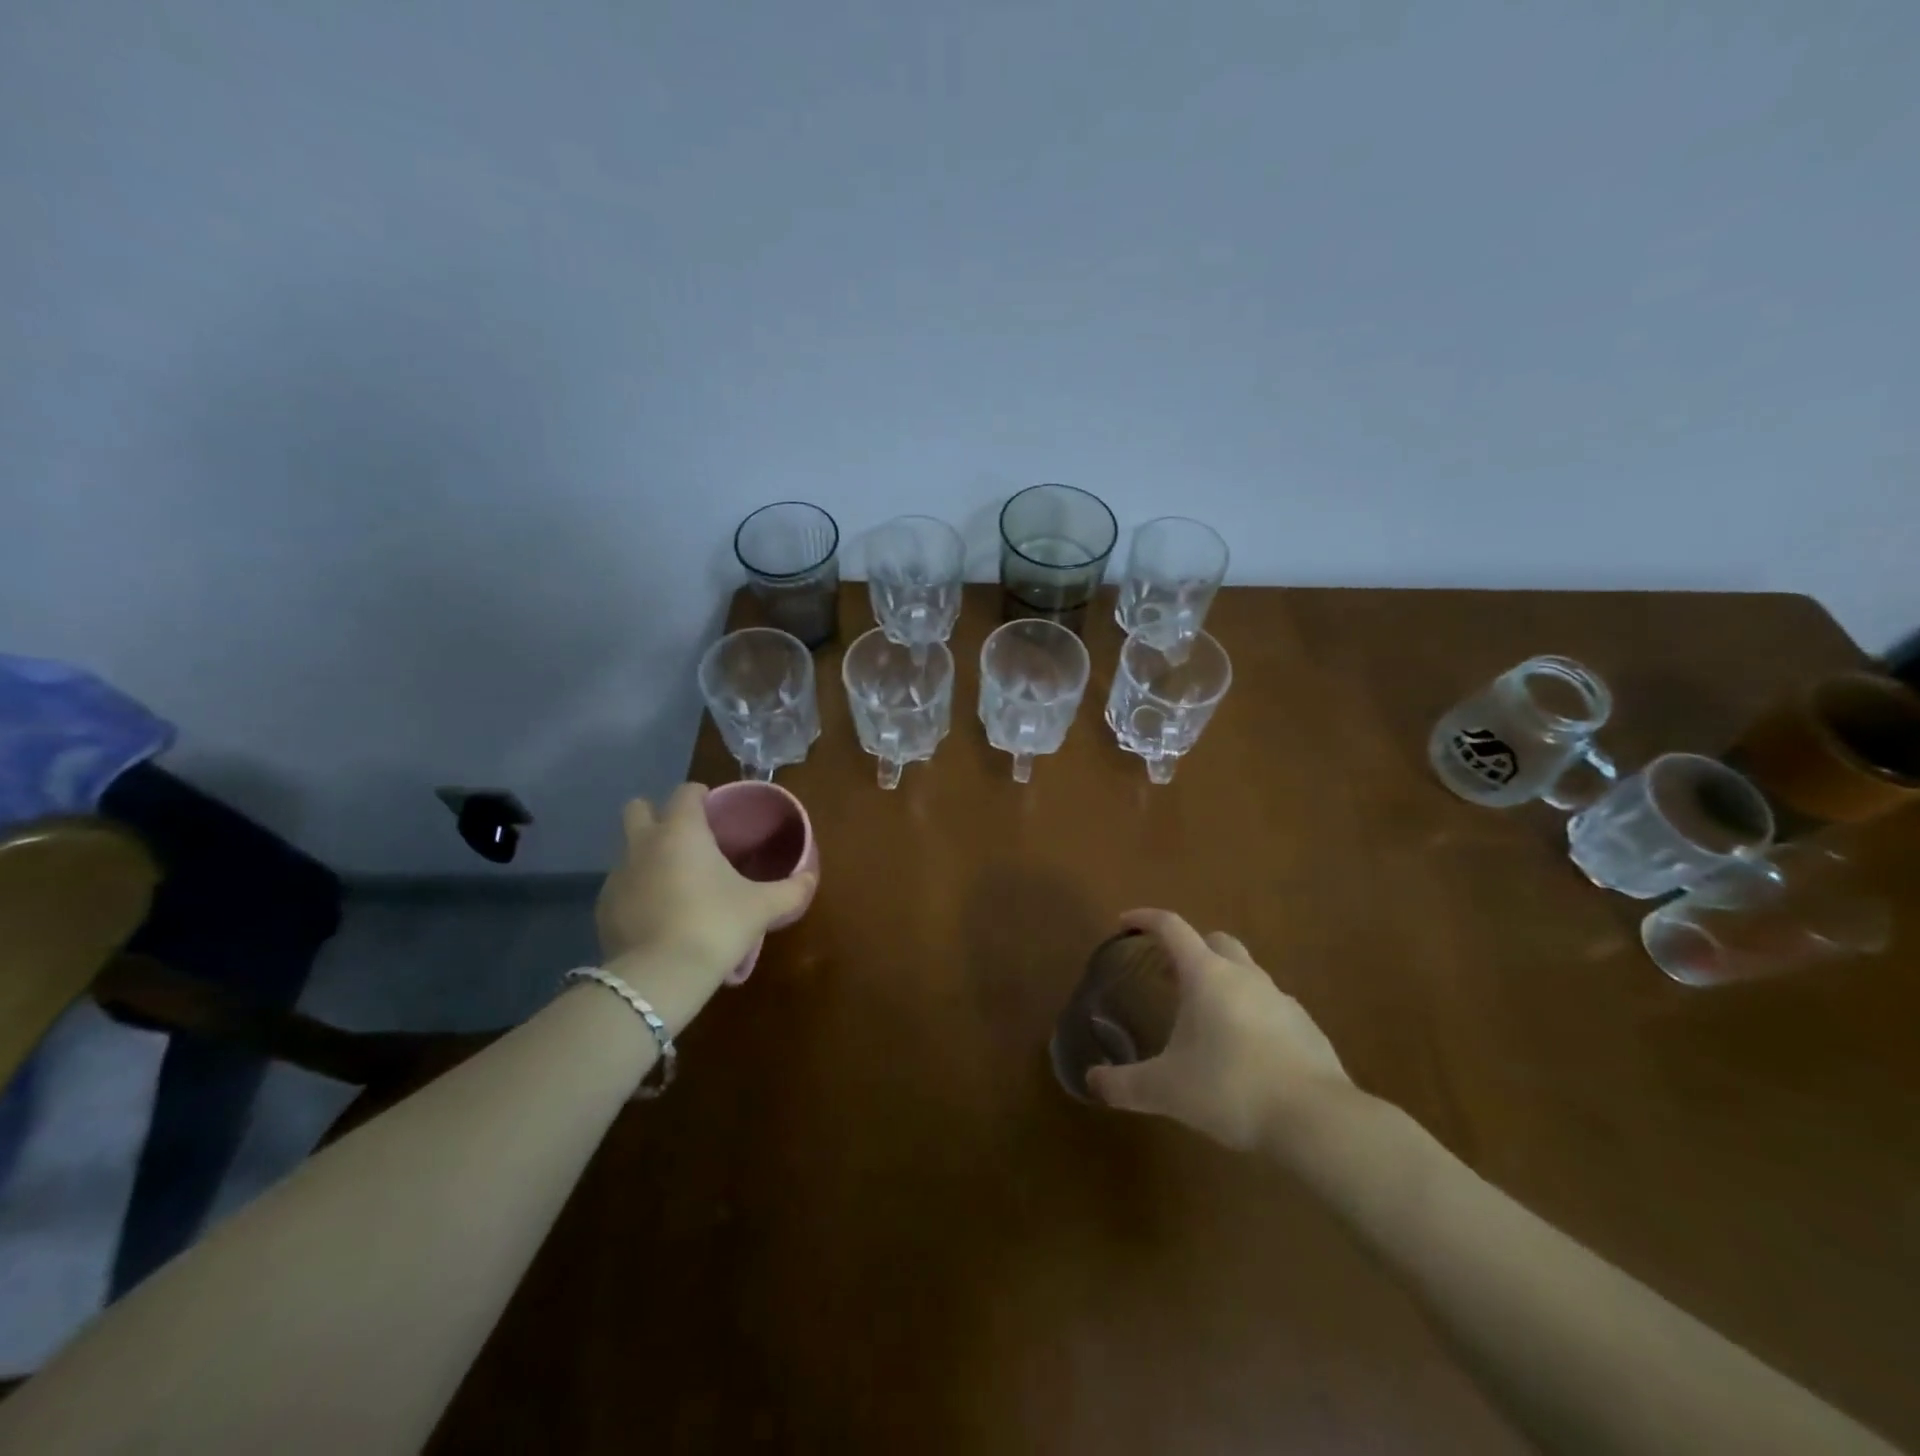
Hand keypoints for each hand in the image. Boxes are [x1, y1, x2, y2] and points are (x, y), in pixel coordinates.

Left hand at [594, 784, 815, 1018]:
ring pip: (629, 849)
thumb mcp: (762, 907)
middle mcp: (644, 844)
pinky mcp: (603, 908)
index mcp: (682, 831)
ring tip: (676, 883)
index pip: (686, 792)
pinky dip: (638, 891)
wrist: (659, 977)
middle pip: (638, 808)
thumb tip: (811, 878)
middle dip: (657, 814)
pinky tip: (658, 915)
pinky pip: (622, 886)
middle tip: (686, 838)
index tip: (716, 811)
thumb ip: (791, 889)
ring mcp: (617, 876)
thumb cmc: (715, 925)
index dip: (701, 796)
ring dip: (648, 856)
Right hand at [1086, 909, 1356, 1152]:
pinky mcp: (1306, 1028)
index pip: (1172, 928)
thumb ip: (1124, 1085)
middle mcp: (1245, 976)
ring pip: (1247, 974)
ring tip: (1205, 1020)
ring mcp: (1281, 1000)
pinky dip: (1251, 1015)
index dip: (1146, 919)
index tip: (1125, 923)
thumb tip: (1091, 1082)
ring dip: (1223, 984)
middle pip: (1216, 941)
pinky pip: (1270, 1008)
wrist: (1316, 1120)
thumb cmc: (1231, 1089)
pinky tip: (1244, 1053)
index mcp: (1207, 975)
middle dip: (1191, 948)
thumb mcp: (1166, 1090)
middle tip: (1170, 974)